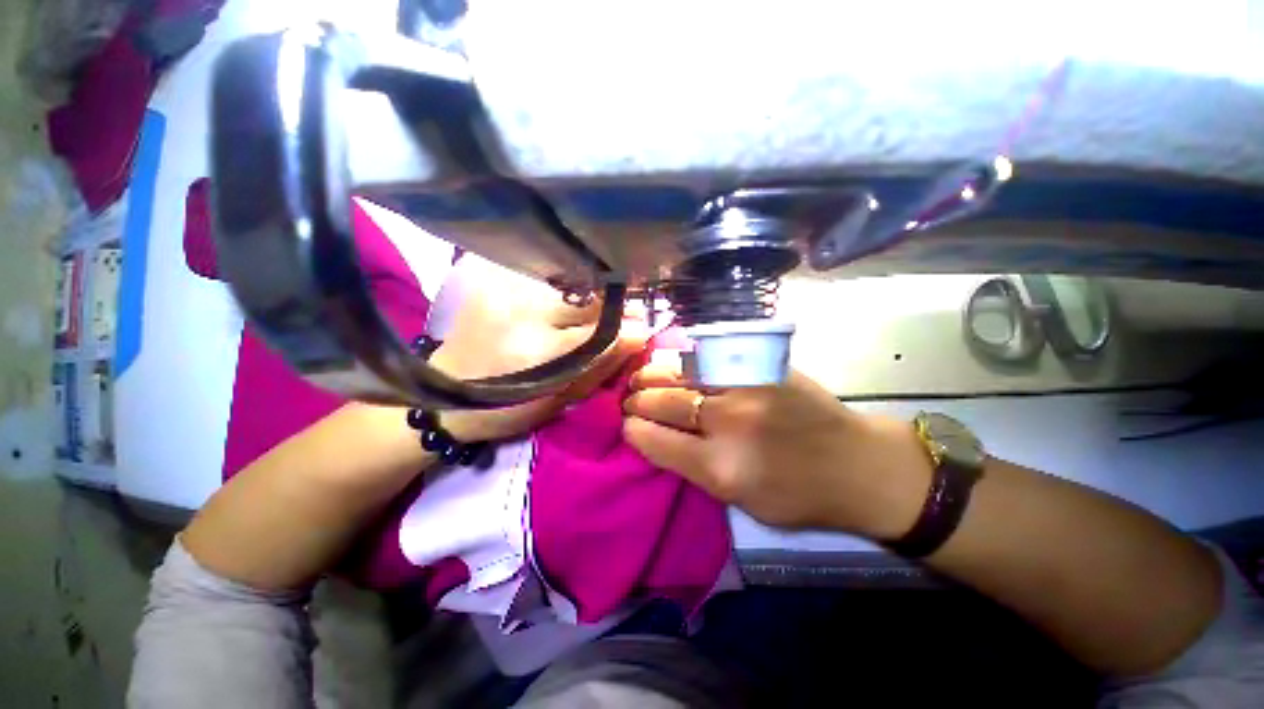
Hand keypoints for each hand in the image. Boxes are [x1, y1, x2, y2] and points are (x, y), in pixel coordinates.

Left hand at [430, 256, 647, 441]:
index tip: (643, 328)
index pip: (599, 331)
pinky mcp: (495, 282)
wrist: (443, 394)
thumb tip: (637, 339)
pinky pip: (548, 281)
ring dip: (593, 297)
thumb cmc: (505, 408)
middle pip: (587, 299)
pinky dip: (569, 291)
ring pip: (571, 285)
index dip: (627, 328)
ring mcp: (506, 292)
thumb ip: (600, 367)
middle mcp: (522, 313)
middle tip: (629, 314)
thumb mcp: (558, 400)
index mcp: (537, 352)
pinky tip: (571, 303)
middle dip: (614, 306)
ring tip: (600, 310)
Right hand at [622, 361, 930, 537]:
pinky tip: (674, 365)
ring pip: (682, 372)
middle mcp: (728, 424)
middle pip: (665, 402)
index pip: (656, 441)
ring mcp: (746, 388)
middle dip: (638, 400)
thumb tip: (659, 438)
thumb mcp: (741, 502)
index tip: (627, 424)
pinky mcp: (762, 367)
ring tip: (642, 377)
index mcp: (721, 469)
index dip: (634, 430)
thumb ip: (696, 469)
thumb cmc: (800, 496)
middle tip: (630, 399)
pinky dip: (684, 362)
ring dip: (654, 375)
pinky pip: (709, 358)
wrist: (859, 465)